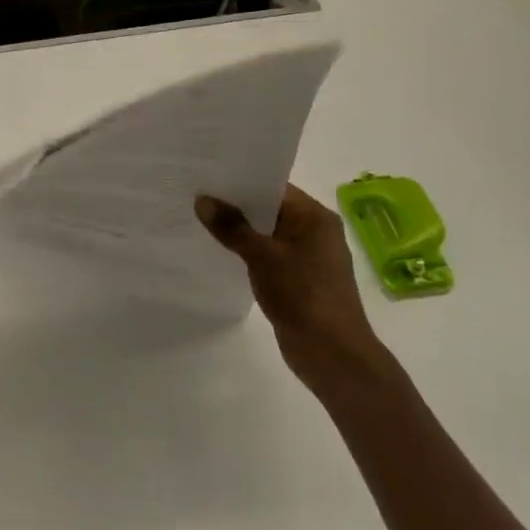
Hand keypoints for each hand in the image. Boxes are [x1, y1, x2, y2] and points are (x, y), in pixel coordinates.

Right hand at [195, 185, 389, 388]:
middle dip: (236, 205)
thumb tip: (202, 200)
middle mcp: (315, 231)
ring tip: (201, 219)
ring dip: (240, 230)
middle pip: (269, 208)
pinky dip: (248, 252)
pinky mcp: (300, 279)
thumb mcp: (262, 256)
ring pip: (267, 233)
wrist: (333, 355)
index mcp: (314, 216)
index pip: (273, 186)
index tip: (208, 175)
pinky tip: (220, 251)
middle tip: (197, 193)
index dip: (241, 180)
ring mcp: (308, 256)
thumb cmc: (303, 295)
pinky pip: (269, 255)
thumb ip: (232, 227)